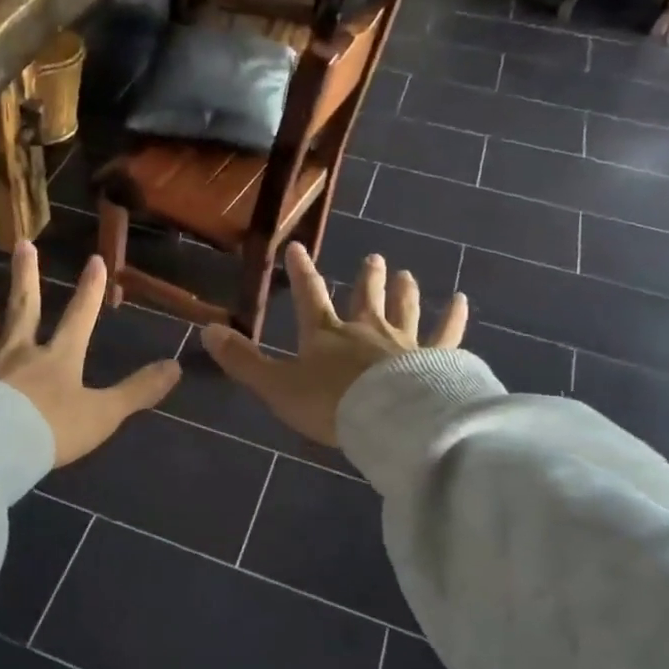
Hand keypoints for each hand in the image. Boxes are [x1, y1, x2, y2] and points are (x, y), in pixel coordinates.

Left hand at [0, 243, 181, 465]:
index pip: (79, 317)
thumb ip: (138, 391)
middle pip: (24, 307)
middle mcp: (17, 350)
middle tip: (24, 243)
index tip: (96, 259)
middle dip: (27, 276)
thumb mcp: (103, 414)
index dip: (90, 290)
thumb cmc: (49, 432)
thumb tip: (177, 366)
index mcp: (57, 358)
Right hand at [200, 243, 466, 446]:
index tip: (297, 248)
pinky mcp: (435, 360)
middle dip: (367, 278)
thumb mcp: (276, 386)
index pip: (310, 296)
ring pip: (403, 309)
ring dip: (402, 291)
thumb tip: (206, 329)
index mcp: (326, 335)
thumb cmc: (330, 404)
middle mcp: (365, 330)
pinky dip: (453, 317)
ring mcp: (403, 343)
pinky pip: (446, 334)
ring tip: (406, 273)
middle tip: (374, 257)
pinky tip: (461, 301)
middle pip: (365, 298)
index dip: (301, 273)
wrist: (388, 421)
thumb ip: (243, 361)